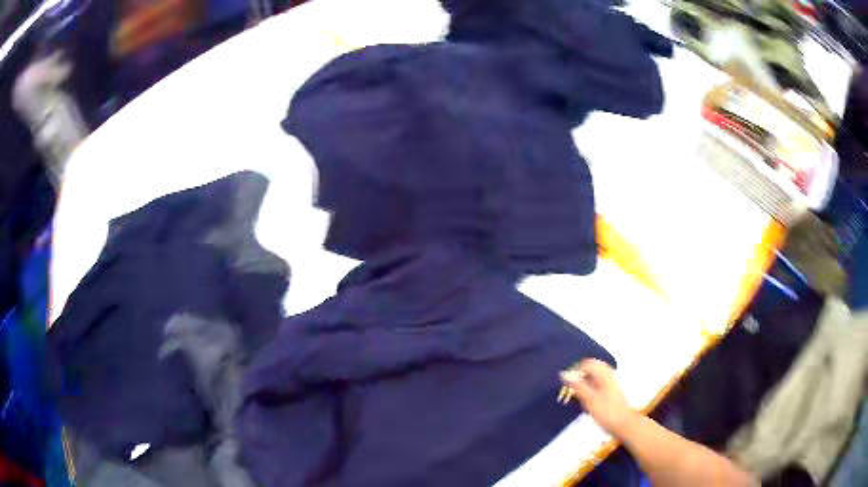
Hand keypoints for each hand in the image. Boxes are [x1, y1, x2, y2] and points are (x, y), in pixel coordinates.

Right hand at [560, 359, 637, 440]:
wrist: (624, 424)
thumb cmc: (606, 412)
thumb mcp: (589, 399)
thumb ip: (577, 386)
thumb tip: (564, 374)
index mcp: (604, 374)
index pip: (587, 364)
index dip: (575, 370)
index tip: (565, 384)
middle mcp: (608, 375)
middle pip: (592, 368)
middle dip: (579, 376)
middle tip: (570, 389)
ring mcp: (611, 384)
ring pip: (594, 377)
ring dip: (584, 383)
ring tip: (576, 396)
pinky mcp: (611, 393)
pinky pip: (598, 384)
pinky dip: (589, 389)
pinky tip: (586, 400)